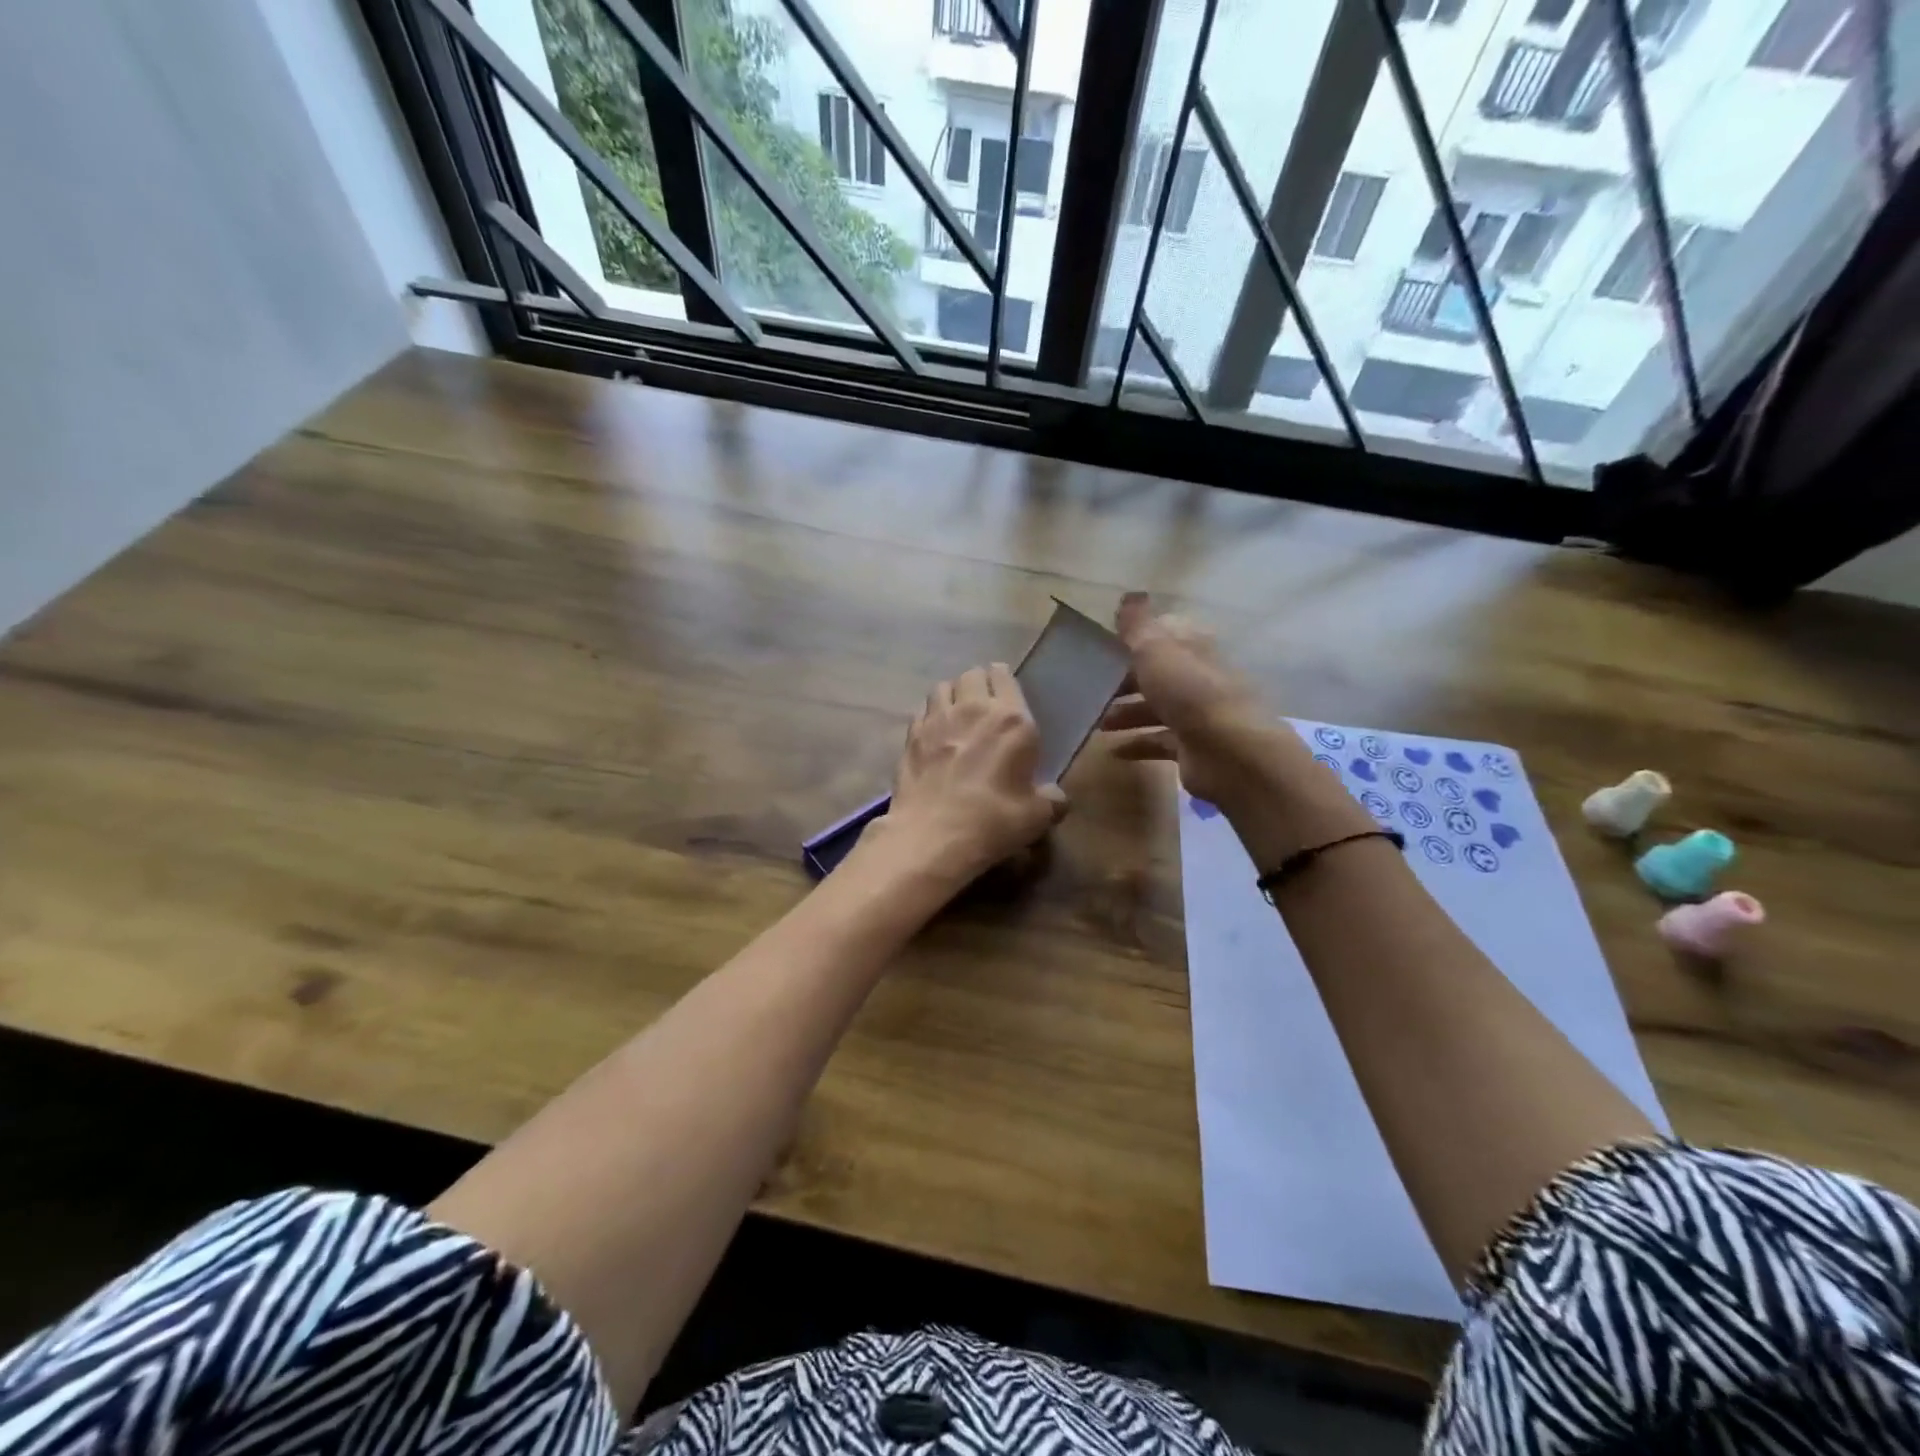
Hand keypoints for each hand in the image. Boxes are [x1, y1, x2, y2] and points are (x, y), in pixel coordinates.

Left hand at [871, 663, 1067, 887]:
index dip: (1004, 680)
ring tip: (956, 713)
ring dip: (951, 694)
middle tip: (983, 703)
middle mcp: (973, 709)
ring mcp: (936, 720)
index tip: (1006, 693)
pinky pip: (921, 711)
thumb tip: (1055, 797)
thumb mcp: (1037, 816)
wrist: (933, 835)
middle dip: (978, 683)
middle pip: (972, 675)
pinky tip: (933, 733)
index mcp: (1012, 720)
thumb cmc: (994, 820)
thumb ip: (1051, 799)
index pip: (1004, 676)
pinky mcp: (911, 737)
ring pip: (942, 687)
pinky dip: (929, 715)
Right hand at [1099, 592, 1277, 804]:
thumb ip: (1138, 626)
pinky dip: (1137, 743)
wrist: (1230, 752)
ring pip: (1156, 708)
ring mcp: (1197, 714)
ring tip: (1097, 723)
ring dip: (1127, 713)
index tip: (1104, 647)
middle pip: (1157, 674)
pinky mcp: (1192, 747)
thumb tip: (1130, 595)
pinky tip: (1113, 750)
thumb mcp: (1156, 650)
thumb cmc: (1190, 693)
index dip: (1136, 638)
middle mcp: (1197, 677)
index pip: (1164, 635)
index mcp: (1192, 647)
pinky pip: (1159, 741)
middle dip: (1125, 680)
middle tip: (1092, 689)